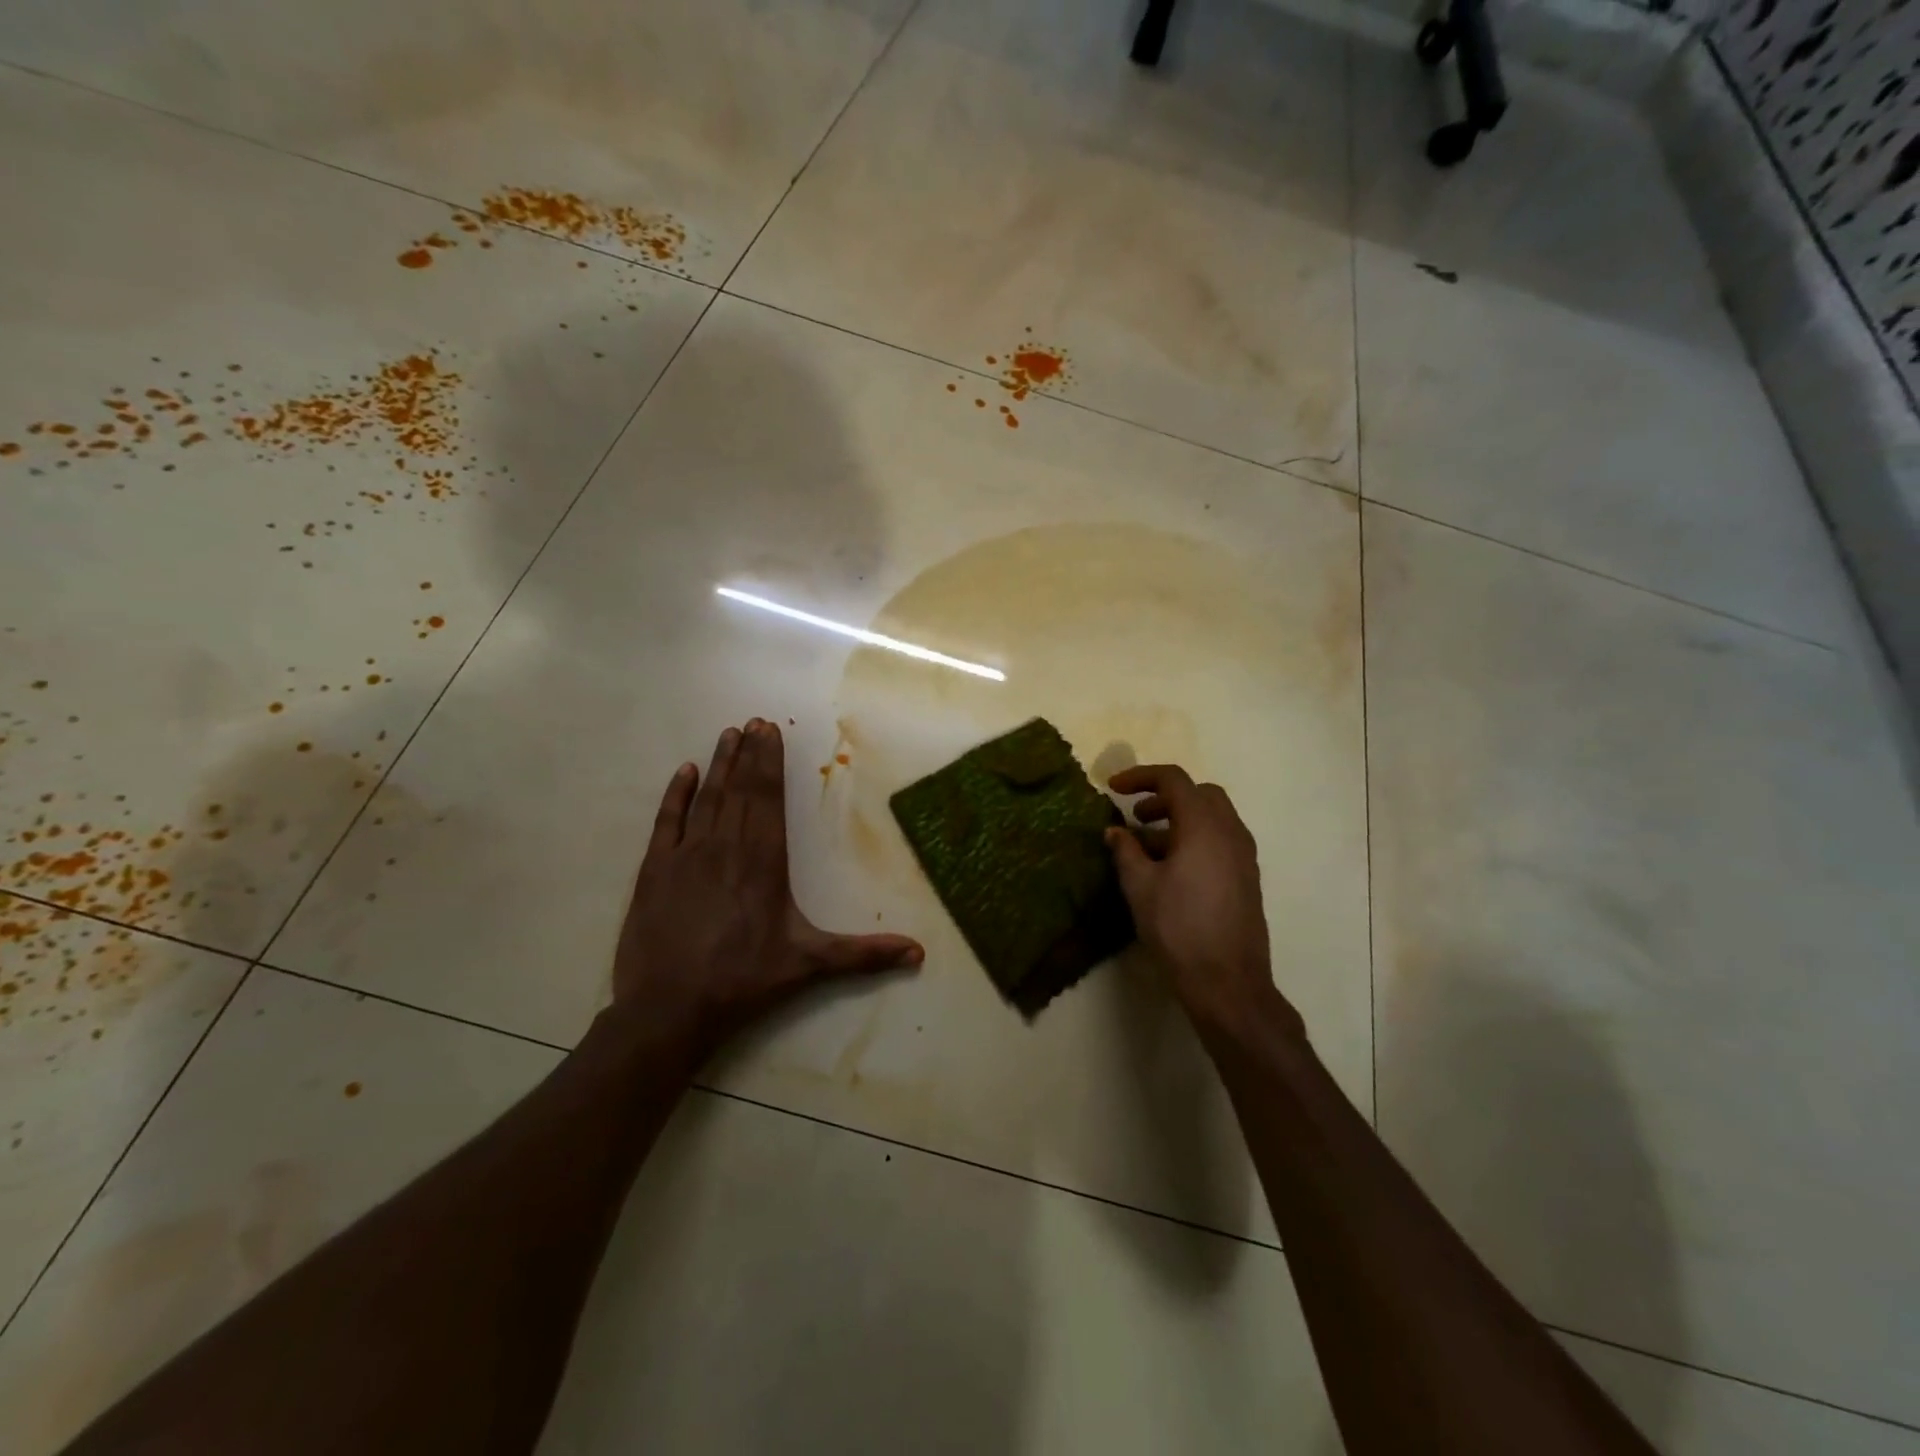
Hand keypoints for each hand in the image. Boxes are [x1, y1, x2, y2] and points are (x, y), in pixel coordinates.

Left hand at [613, 719, 923, 1053]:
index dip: (770, 763)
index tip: (770, 731)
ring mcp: (686, 855)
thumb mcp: (809, 965)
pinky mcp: (654, 871)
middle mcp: (725, 846)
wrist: (669, 1009)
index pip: (768, 798)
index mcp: (763, 860)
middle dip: (749, 754)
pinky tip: (684, 772)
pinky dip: (676, 795)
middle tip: (754, 722)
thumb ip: (863, 955)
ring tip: (729, 734)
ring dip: (720, 765)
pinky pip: (667, 821)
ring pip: (707, 798)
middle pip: (740, 789)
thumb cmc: (744, 981)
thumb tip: (918, 952)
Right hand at [1107, 765, 1302, 1040]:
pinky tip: (1172, 868)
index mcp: (1204, 826)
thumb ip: (1125, 851)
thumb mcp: (1140, 887)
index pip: (1174, 780)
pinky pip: (1221, 840)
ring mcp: (1244, 855)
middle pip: (1200, 793)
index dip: (1141, 777)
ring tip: (1148, 845)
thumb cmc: (1178, 929)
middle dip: (1165, 796)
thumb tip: (1115, 831)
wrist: (1228, 982)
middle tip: (1137, 816)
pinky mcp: (1248, 877)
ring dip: (1180, 818)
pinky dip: (1195, 838)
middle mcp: (1230, 832)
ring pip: (1213, 817)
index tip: (1113, 788)